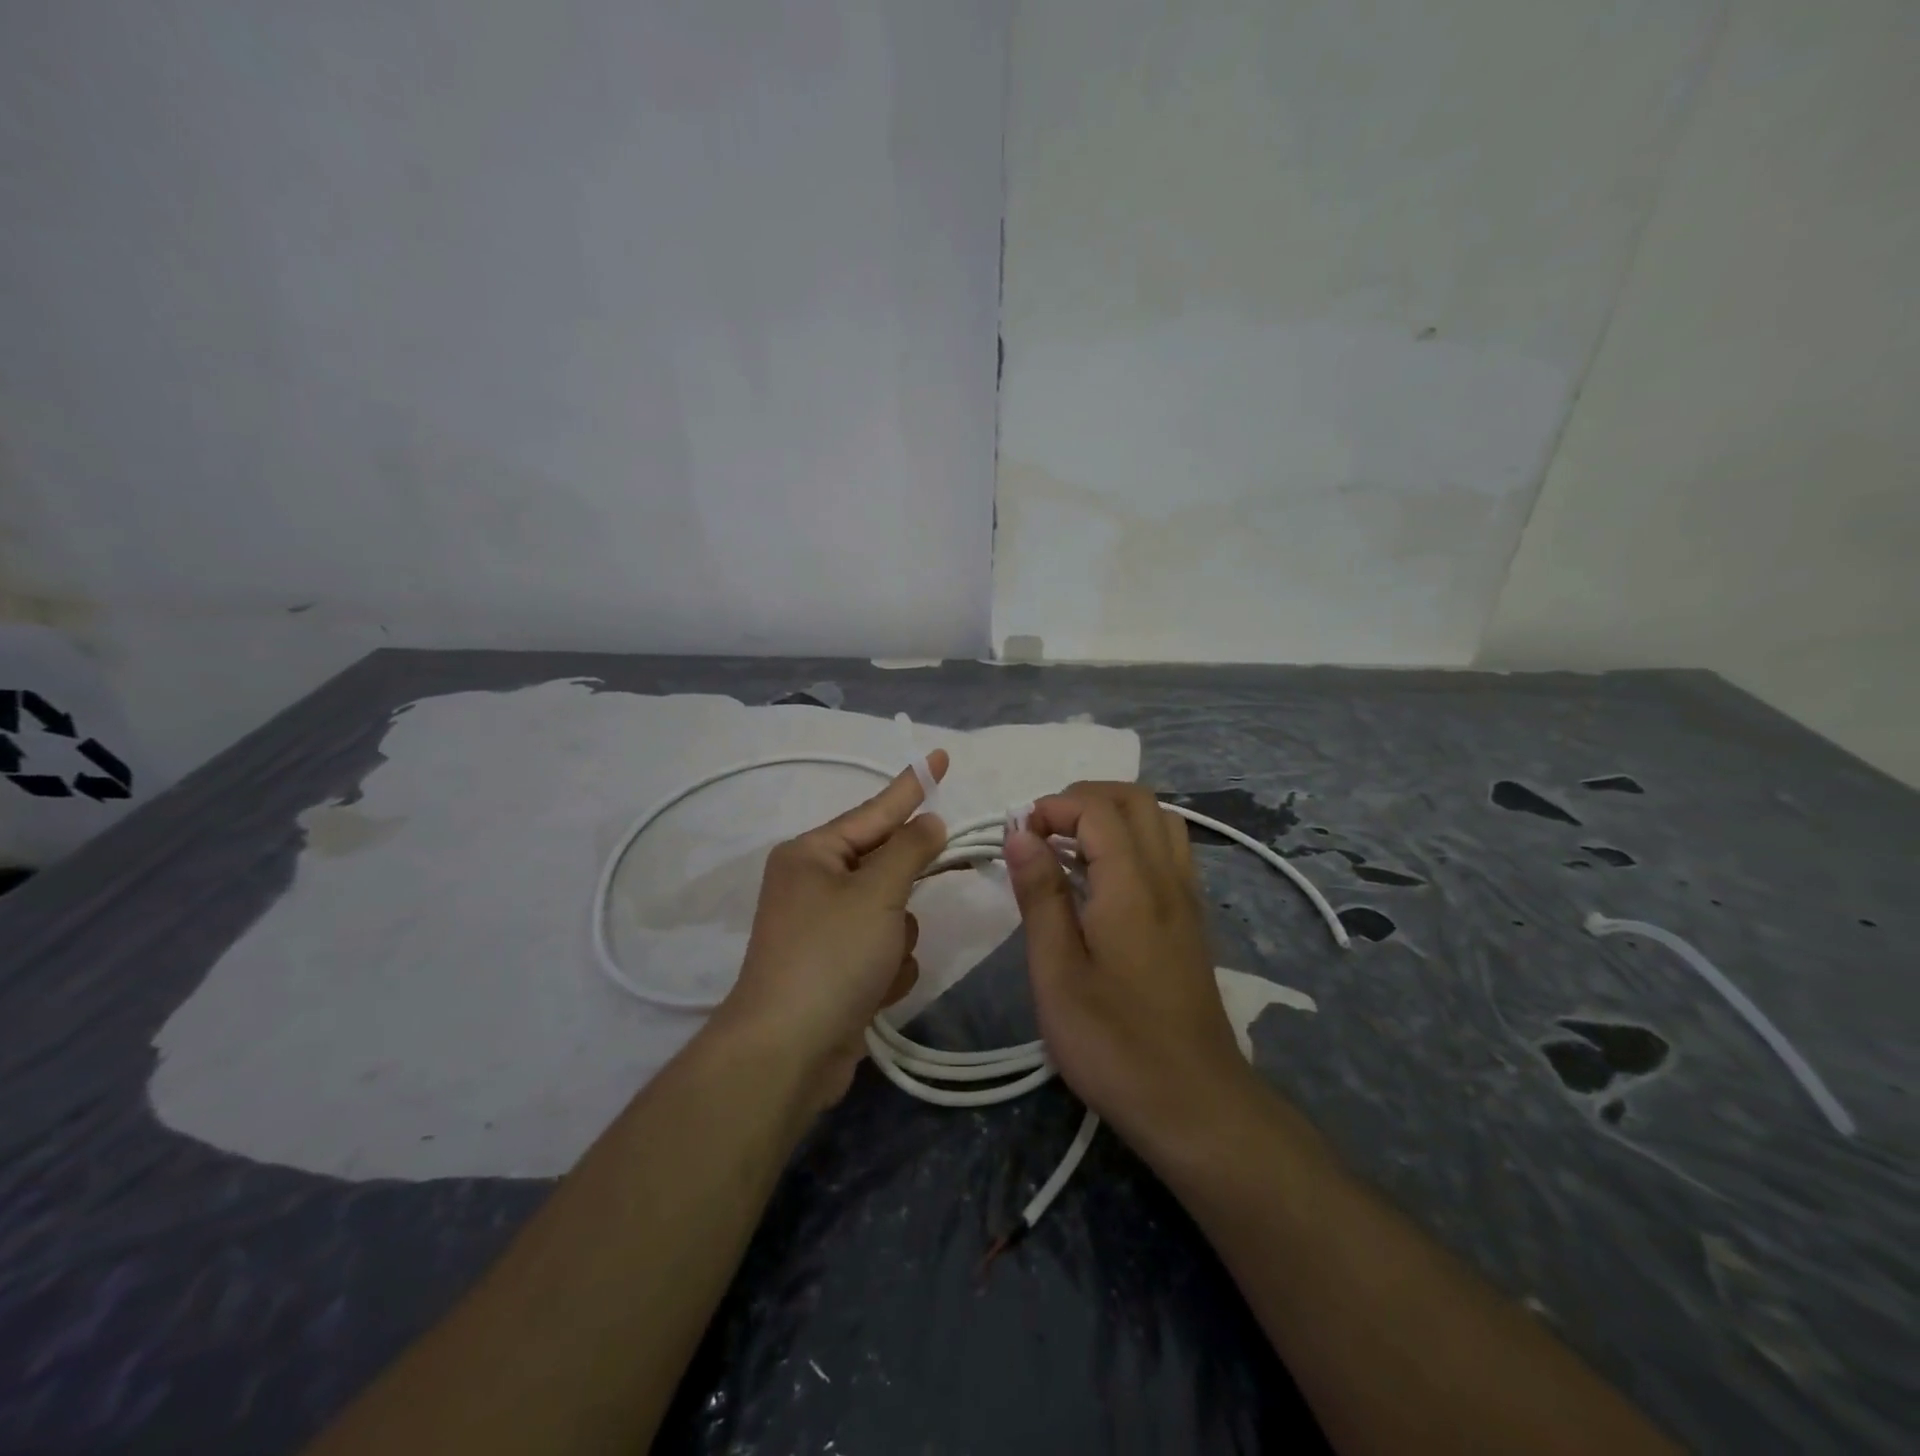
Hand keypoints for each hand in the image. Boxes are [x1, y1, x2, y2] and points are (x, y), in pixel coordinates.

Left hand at [717, 752, 949, 1114]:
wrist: (789, 1052)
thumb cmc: (831, 956)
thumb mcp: (878, 893)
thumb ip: (909, 850)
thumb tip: (927, 822)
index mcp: (812, 855)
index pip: (875, 811)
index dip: (913, 785)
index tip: (941, 756)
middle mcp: (813, 886)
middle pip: (884, 869)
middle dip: (903, 892)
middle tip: (919, 892)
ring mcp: (823, 931)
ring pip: (892, 914)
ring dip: (897, 937)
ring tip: (878, 964)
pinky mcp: (835, 971)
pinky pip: (883, 951)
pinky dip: (887, 970)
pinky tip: (874, 992)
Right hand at [1003, 782, 1256, 1153]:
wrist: (1194, 1103)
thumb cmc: (1113, 1043)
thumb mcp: (1058, 973)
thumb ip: (1040, 896)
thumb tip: (1020, 833)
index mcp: (1132, 885)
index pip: (1098, 809)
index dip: (1053, 807)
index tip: (1018, 835)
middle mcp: (1167, 877)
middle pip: (1136, 799)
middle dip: (1083, 798)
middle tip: (1042, 831)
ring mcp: (1187, 897)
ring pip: (1159, 820)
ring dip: (1112, 814)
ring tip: (1070, 847)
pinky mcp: (1192, 919)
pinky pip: (1168, 849)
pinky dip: (1133, 838)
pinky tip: (1104, 878)